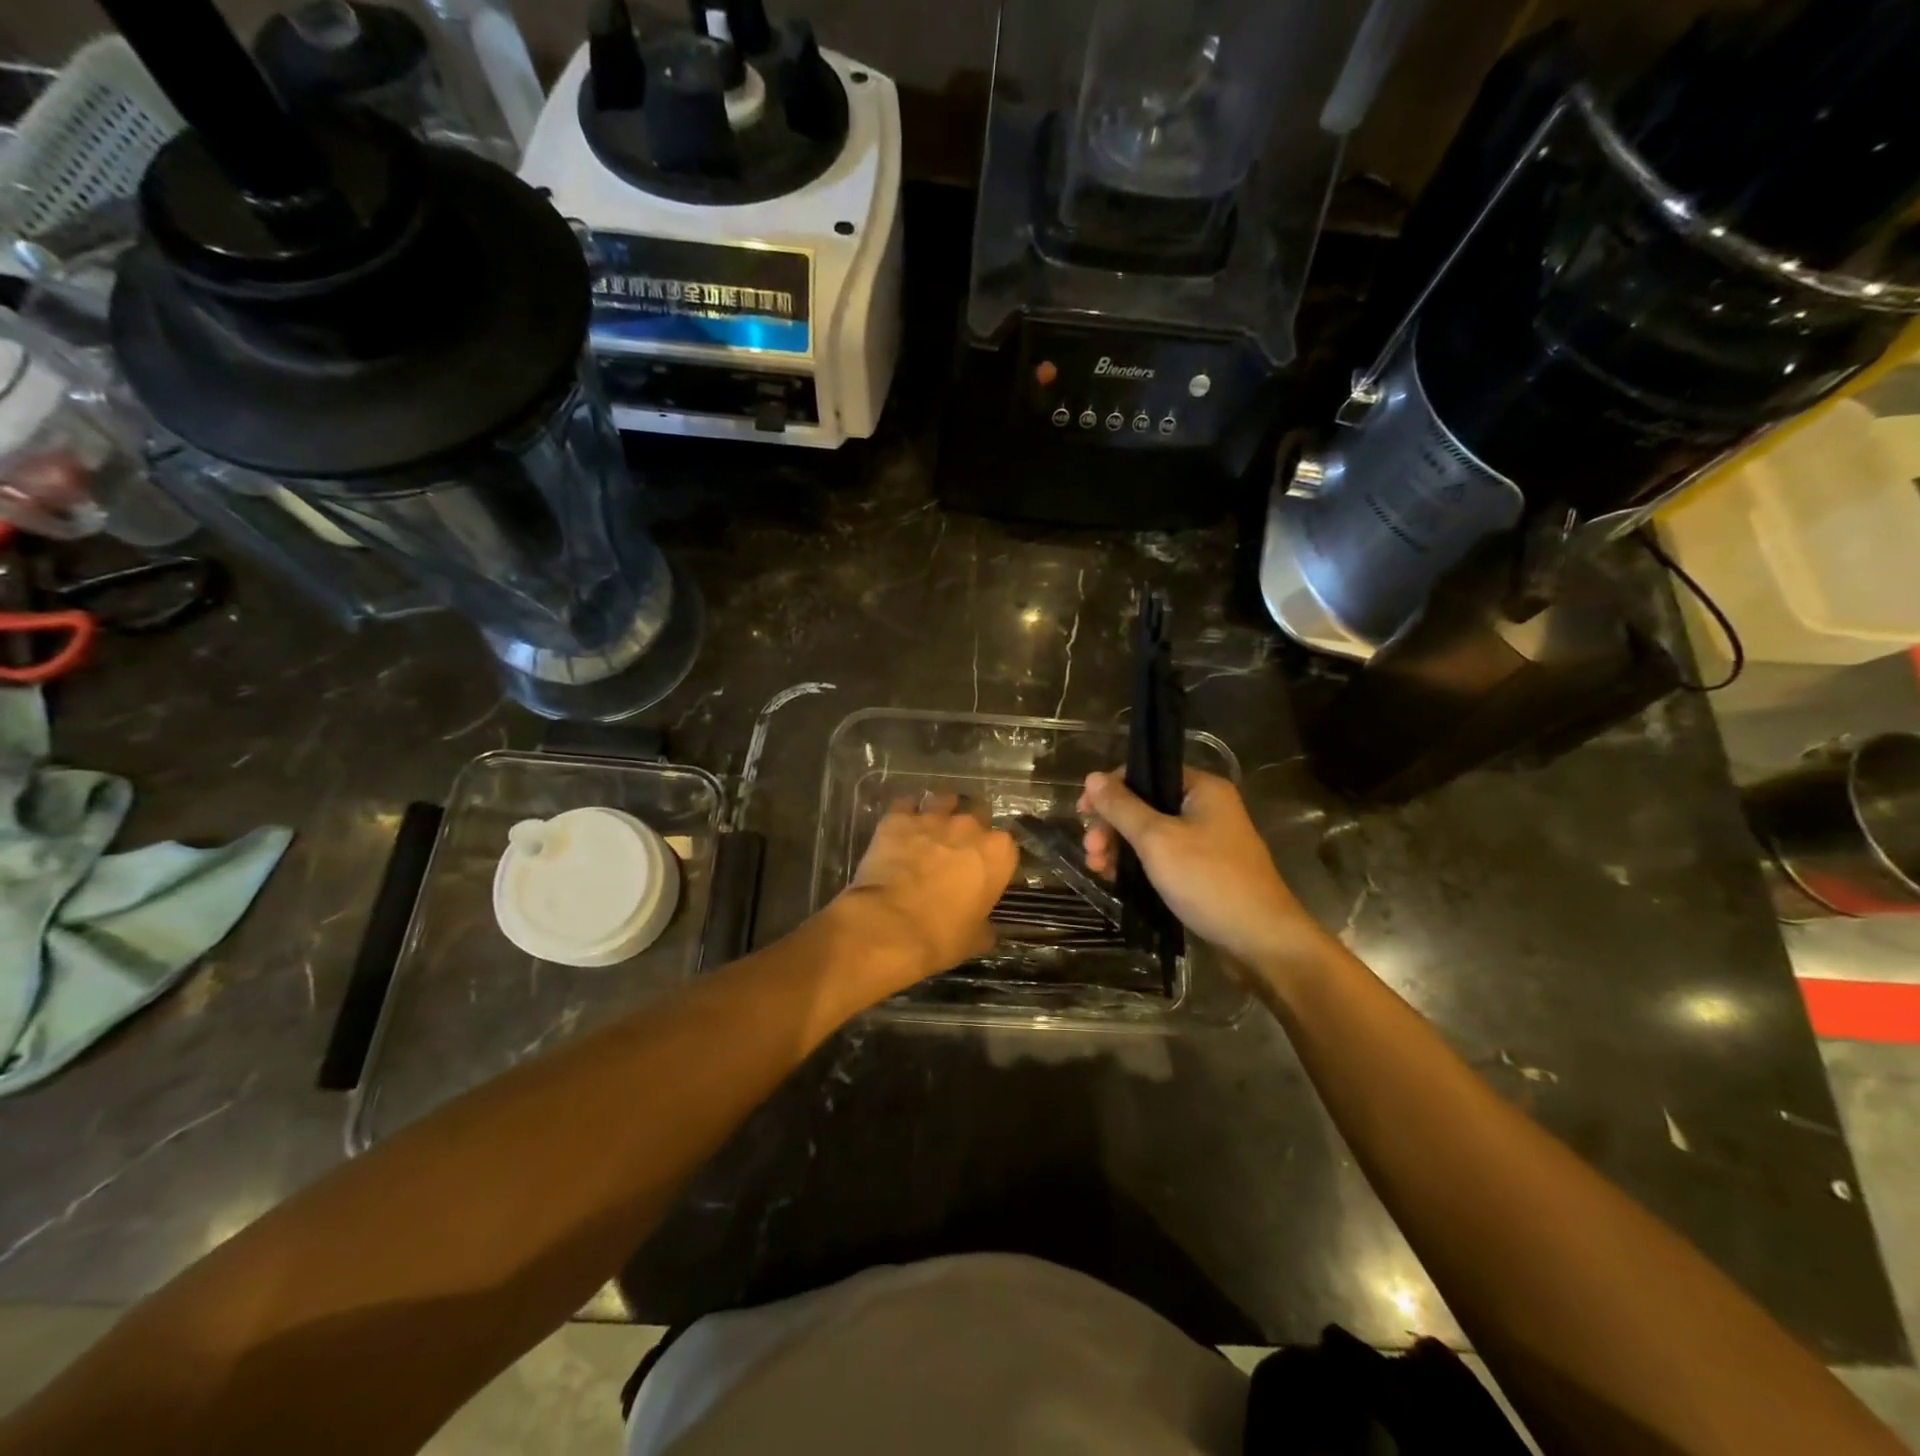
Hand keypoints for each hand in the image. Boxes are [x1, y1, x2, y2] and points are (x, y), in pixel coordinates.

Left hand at [834, 794, 1017, 993]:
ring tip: (932, 827)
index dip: (994, 857)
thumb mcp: (975, 938)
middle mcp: (970, 827)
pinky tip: (903, 823)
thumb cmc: (941, 936)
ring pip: (944, 800)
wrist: (889, 926)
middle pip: (978, 813)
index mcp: (998, 854)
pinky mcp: (898, 817)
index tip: (984, 869)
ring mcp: (933, 818)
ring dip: (942, 811)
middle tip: (958, 847)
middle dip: (971, 827)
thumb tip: (986, 927)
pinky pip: (906, 804)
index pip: (1006, 846)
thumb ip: (985, 924)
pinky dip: (907, 811)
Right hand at [1079, 768, 1325, 971]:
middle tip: (1090, 850)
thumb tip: (1092, 777)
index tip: (1083, 814)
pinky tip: (1116, 879)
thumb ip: (1122, 807)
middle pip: (1144, 804)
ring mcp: (1206, 841)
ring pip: (1150, 833)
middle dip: (1112, 825)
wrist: (1260, 941)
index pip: (1146, 773)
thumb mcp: (1157, 839)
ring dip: (1120, 847)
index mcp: (1202, 789)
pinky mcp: (1202, 871)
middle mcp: (1206, 808)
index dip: (1110, 790)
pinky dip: (1138, 865)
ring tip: (1098, 869)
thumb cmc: (1208, 881)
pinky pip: (1162, 857)